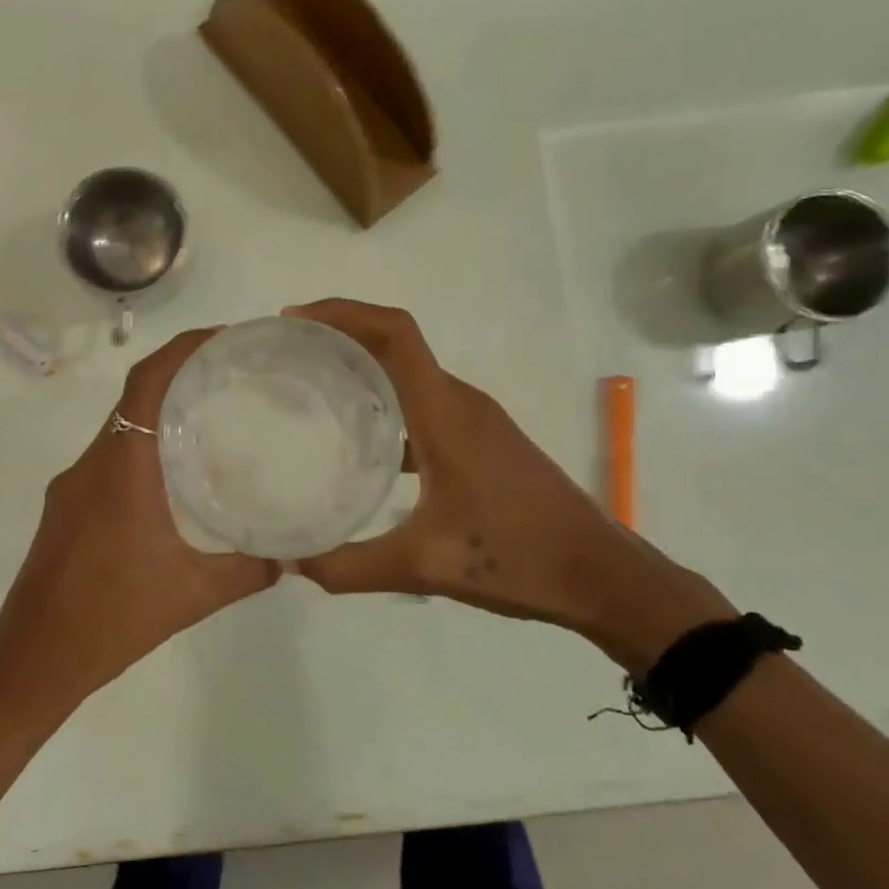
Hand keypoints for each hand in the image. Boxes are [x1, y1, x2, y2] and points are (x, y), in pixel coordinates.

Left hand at [0, 330, 279, 709]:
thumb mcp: (194, 595)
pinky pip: (107, 459)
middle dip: (179, 376)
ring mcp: (71, 487)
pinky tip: (172, 480)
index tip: (223, 338)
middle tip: (231, 378)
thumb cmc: (112, 620)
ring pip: (119, 429)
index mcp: (121, 468)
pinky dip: (141, 449)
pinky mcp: (63, 509)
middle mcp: (91, 465)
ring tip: (210, 422)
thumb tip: (293, 556)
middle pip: (133, 398)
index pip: (146, 383)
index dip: (182, 349)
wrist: (32, 663)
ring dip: (158, 415)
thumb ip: (249, 571)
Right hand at [285, 299, 732, 662]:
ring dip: (366, 366)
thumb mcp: (423, 565)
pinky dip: (390, 403)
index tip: (295, 320)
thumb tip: (286, 564)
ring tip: (315, 388)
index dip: (343, 313)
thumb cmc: (517, 558)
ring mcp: (477, 420)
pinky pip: (427, 403)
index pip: (394, 334)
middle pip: (397, 343)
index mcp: (446, 413)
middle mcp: (461, 402)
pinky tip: (364, 442)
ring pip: (413, 373)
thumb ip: (348, 566)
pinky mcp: (485, 440)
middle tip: (290, 355)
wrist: (602, 575)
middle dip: (343, 334)